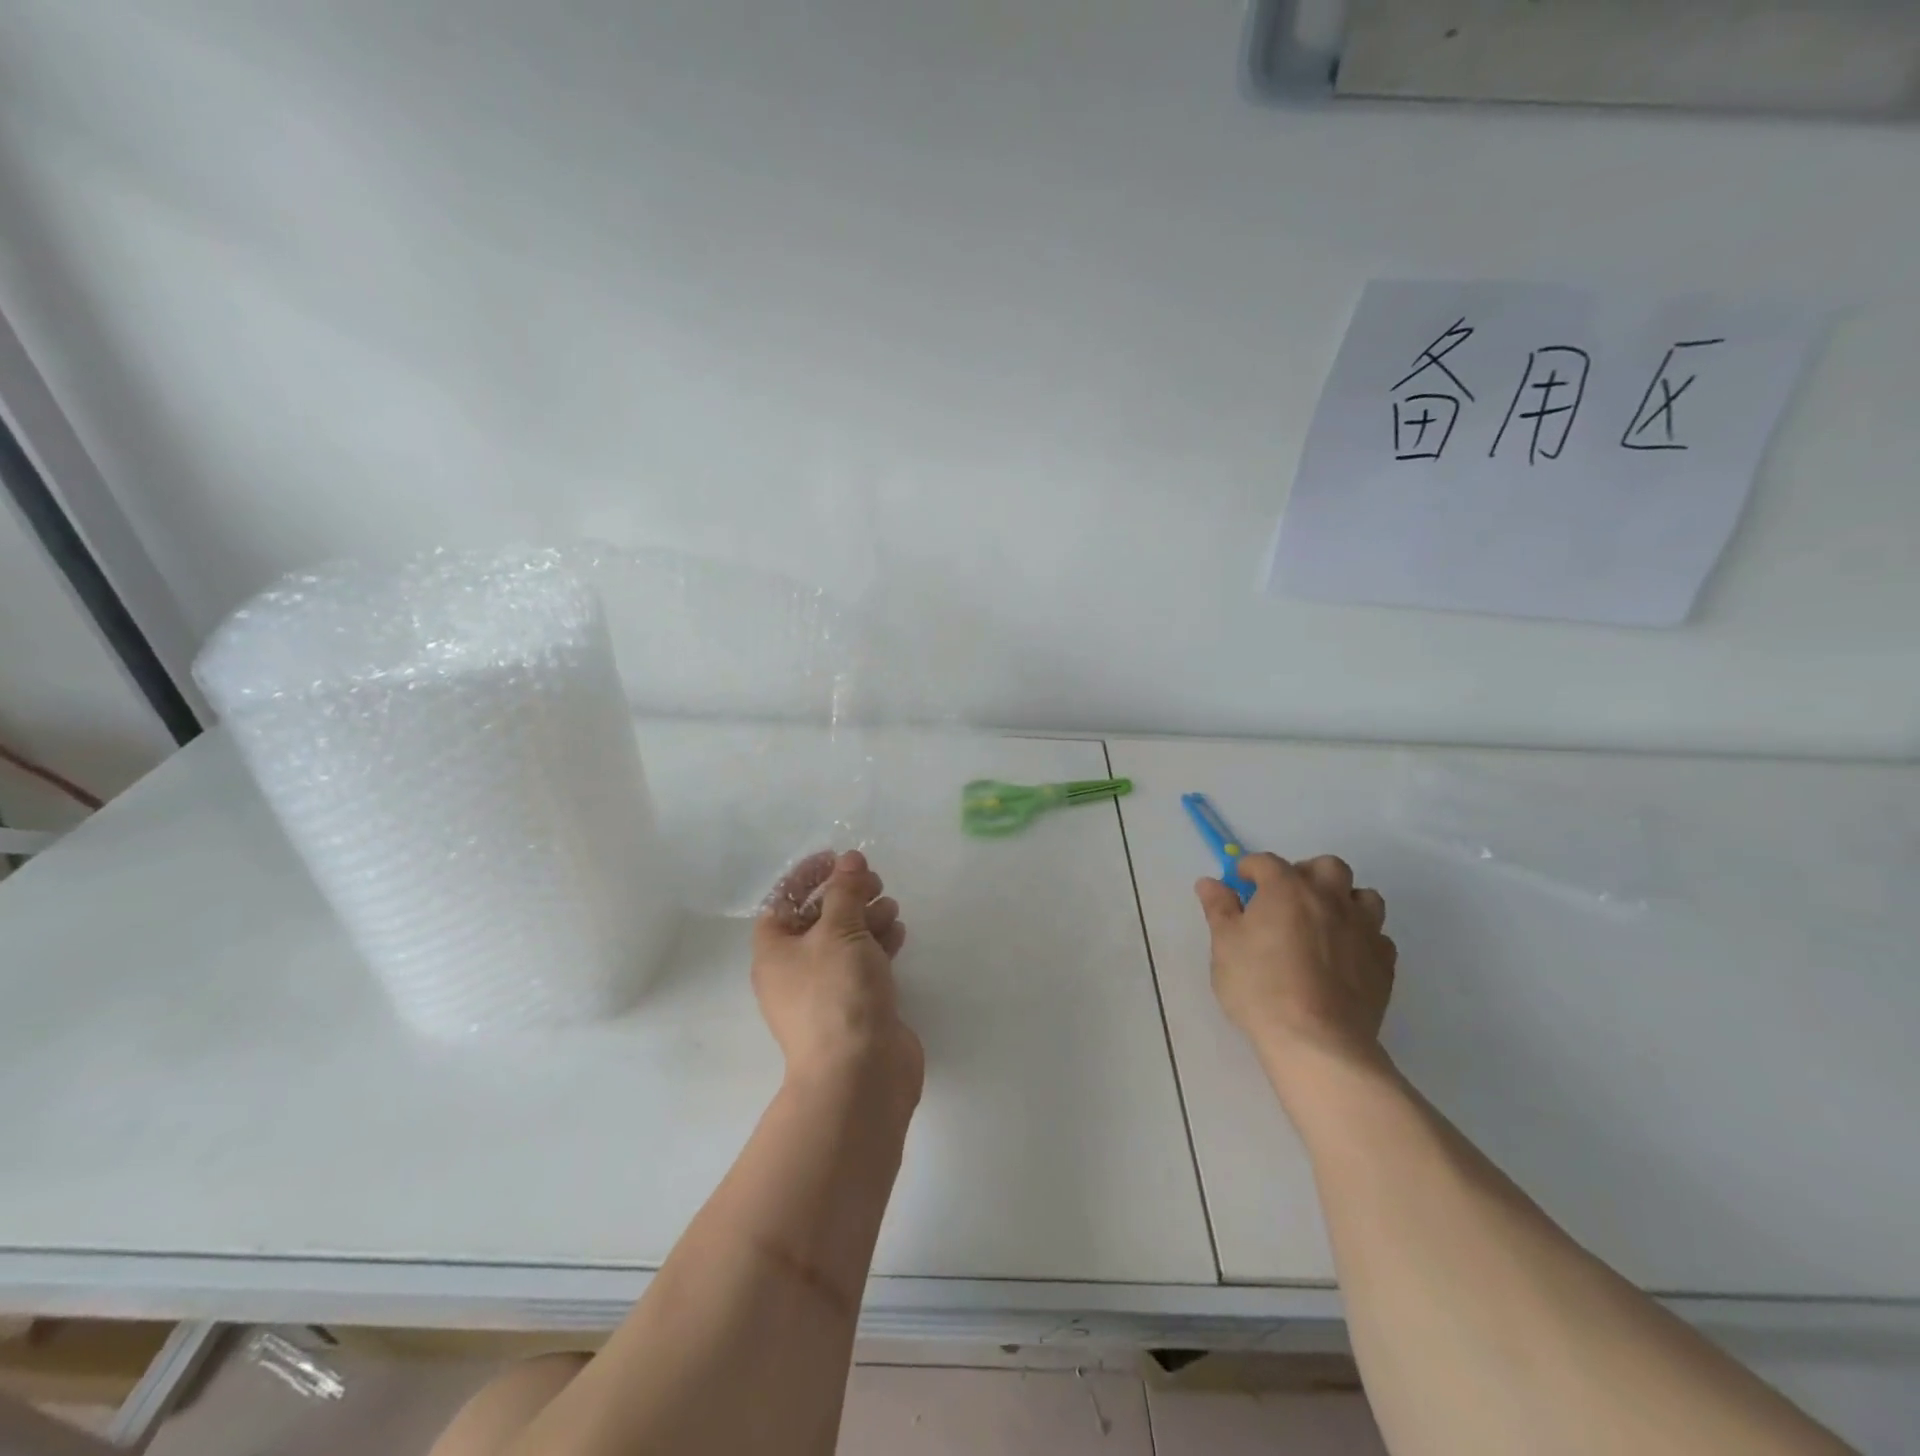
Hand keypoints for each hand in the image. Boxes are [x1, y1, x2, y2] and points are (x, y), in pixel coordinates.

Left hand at [753, 850, 923, 1108]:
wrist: (859, 1074)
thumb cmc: (837, 993)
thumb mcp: (839, 930)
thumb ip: (845, 891)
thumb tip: (849, 860)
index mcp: (774, 950)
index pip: (783, 899)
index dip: (809, 875)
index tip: (840, 859)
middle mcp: (794, 970)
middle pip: (817, 918)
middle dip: (845, 894)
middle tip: (875, 881)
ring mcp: (825, 991)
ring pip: (844, 941)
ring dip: (866, 917)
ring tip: (891, 905)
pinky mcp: (855, 1007)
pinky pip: (863, 964)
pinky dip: (879, 944)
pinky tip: (898, 932)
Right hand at [1195, 853, 1396, 1082]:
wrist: (1316, 1040)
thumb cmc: (1259, 987)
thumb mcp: (1225, 945)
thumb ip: (1219, 908)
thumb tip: (1209, 882)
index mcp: (1287, 888)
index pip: (1266, 862)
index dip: (1249, 868)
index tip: (1240, 884)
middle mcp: (1329, 898)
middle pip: (1326, 866)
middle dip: (1306, 873)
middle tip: (1286, 898)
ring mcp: (1363, 929)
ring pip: (1363, 896)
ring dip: (1343, 900)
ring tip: (1323, 921)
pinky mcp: (1384, 962)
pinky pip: (1377, 935)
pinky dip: (1361, 936)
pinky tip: (1344, 955)